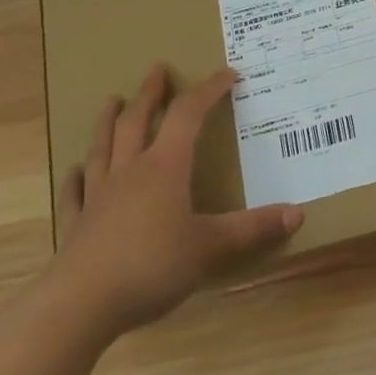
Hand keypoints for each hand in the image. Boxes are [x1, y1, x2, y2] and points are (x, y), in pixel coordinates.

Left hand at [51, 64, 302, 336]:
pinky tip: (78, 170)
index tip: (228, 74)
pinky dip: (80, 176)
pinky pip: (78, 192)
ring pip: (104, 148)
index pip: (188, 116)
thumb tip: (298, 213)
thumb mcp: (212, 246)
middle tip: (158, 69)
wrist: (79, 305)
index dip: (208, 91)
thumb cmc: (152, 265)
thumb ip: (253, 228)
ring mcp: (99, 198)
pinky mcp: (77, 226)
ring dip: (109, 121)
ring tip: (112, 100)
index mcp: (165, 168)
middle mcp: (130, 173)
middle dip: (151, 94)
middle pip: (137, 122)